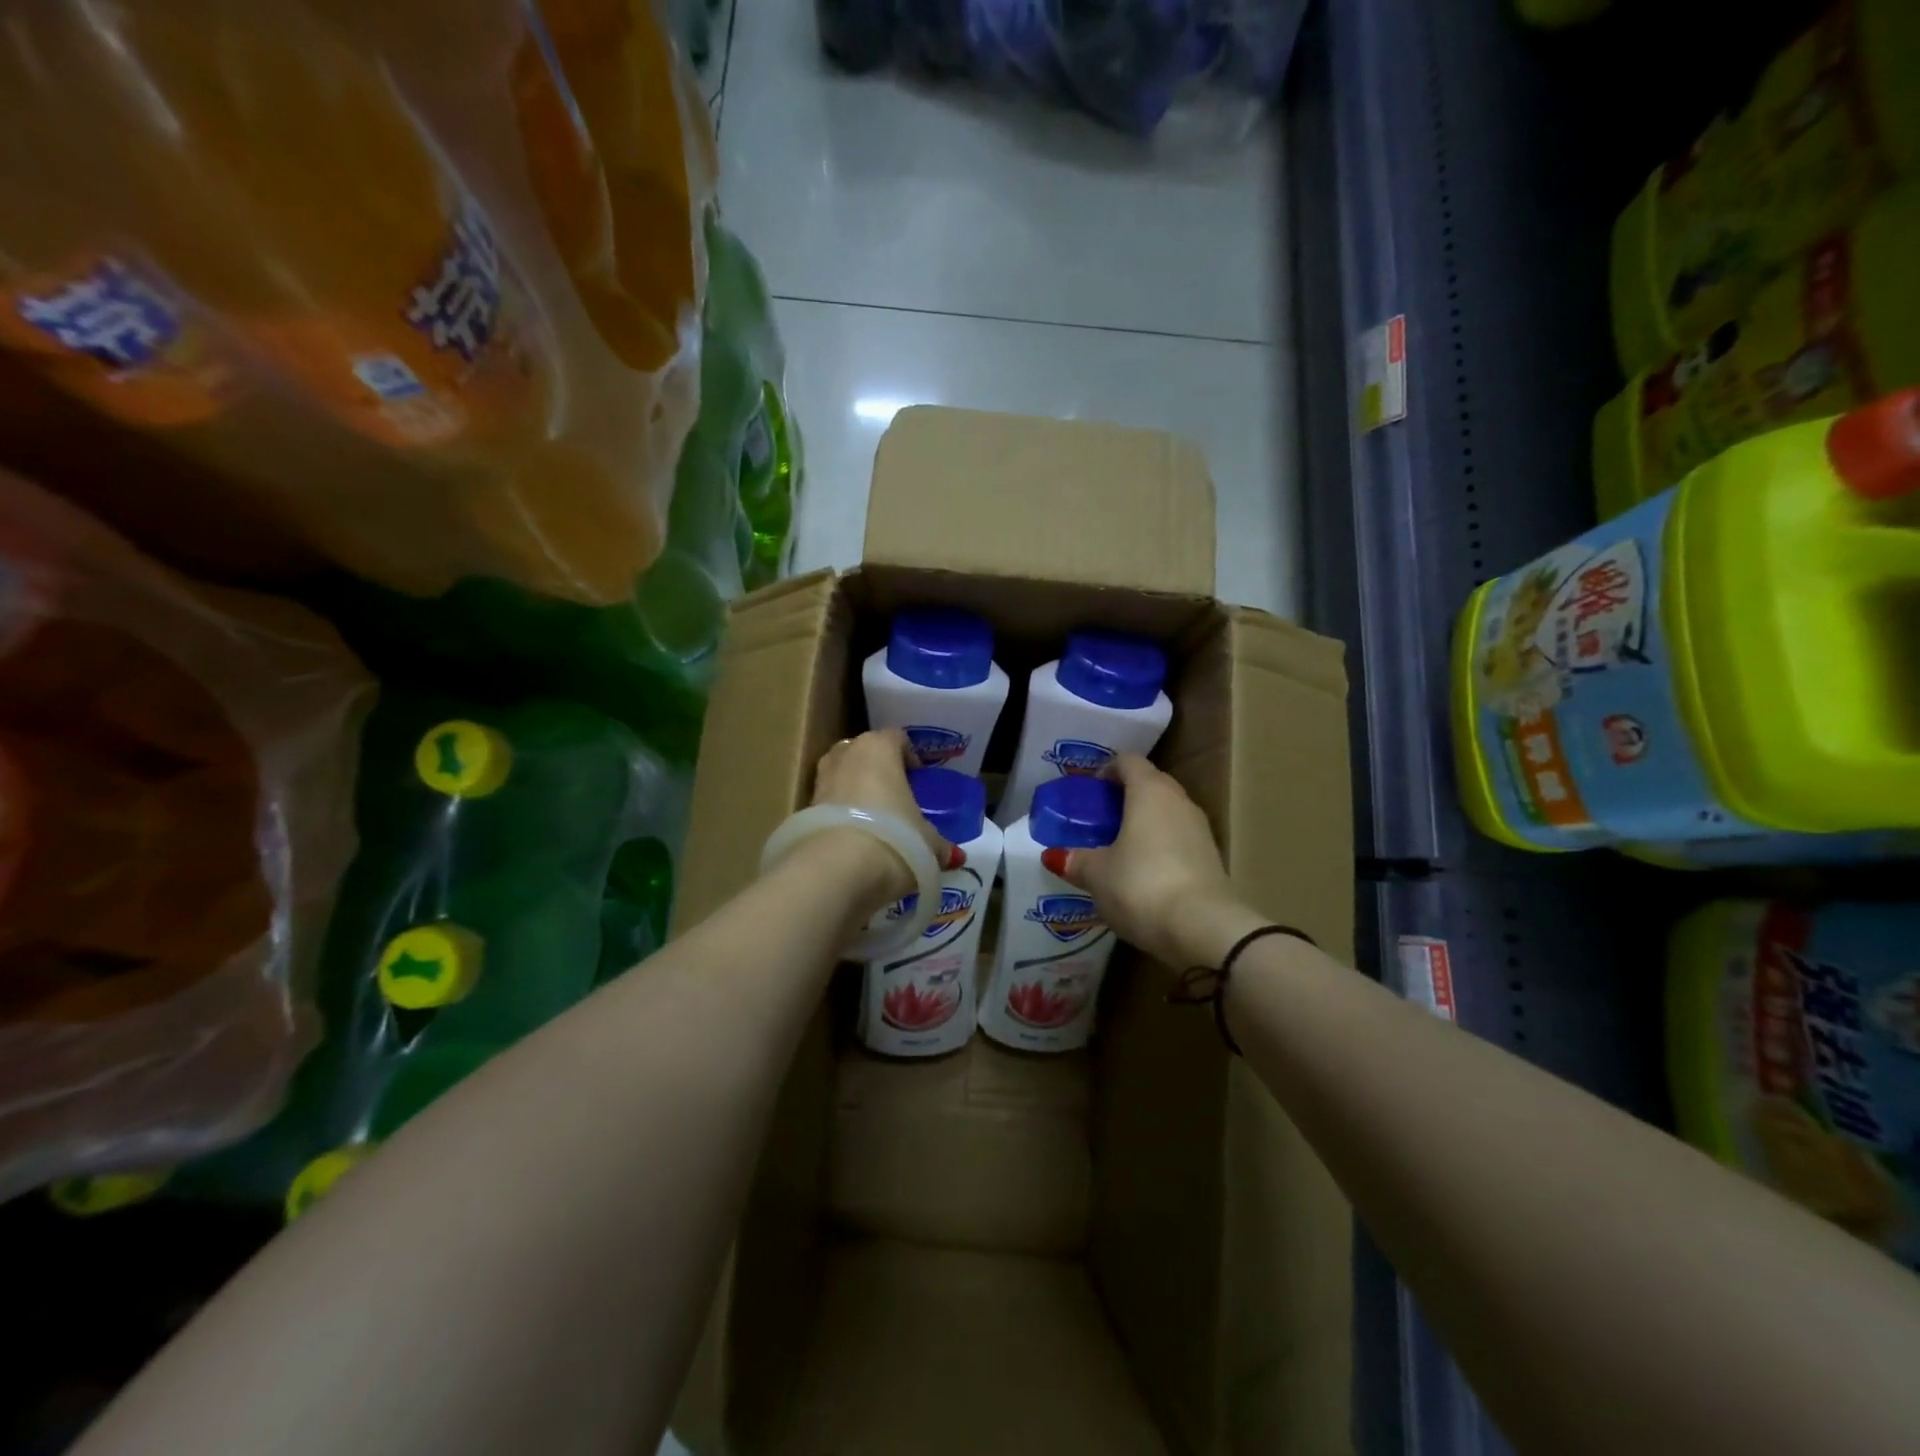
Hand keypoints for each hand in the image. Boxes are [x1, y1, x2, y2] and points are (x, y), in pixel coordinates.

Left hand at [804, 729, 953, 905]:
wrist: (837, 870)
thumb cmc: (895, 838)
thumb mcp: (929, 842)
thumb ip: (940, 844)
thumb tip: (953, 855)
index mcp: (878, 747)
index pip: (897, 738)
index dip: (910, 757)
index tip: (920, 780)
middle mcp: (845, 754)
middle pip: (864, 753)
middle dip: (878, 771)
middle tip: (897, 797)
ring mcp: (819, 781)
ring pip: (842, 777)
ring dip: (856, 792)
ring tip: (876, 821)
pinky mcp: (803, 810)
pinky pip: (828, 805)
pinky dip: (841, 816)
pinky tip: (856, 839)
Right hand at [1047, 754, 1247, 965]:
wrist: (1203, 929)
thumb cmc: (1141, 885)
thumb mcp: (1097, 875)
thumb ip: (1075, 860)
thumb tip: (1054, 855)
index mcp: (1149, 791)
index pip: (1128, 761)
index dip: (1107, 770)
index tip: (1090, 791)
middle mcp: (1179, 801)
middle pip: (1151, 783)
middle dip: (1125, 796)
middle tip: (1100, 819)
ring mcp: (1201, 829)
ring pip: (1168, 812)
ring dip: (1145, 822)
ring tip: (1119, 847)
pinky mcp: (1212, 858)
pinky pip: (1180, 839)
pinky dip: (1161, 846)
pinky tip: (1143, 872)